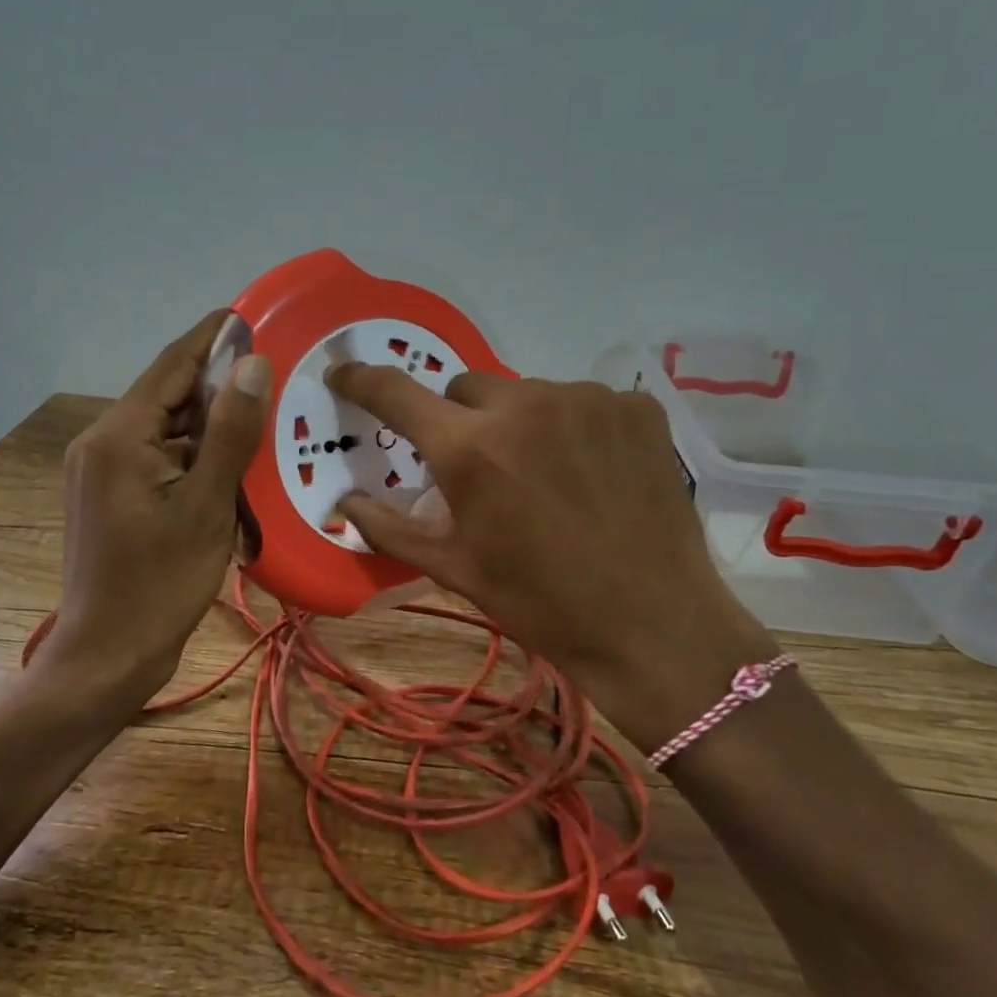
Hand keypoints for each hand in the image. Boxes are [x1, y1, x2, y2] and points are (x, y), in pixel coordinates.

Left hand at [47, 311, 271, 698]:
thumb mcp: (206, 506)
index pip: (172, 366)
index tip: (253, 314)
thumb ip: (230, 433)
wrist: (108, 655)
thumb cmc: (160, 584)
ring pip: (166, 431)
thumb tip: (251, 363)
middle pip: (168, 397)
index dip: (212, 337)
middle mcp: (102, 442)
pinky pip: (159, 460)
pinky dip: (194, 458)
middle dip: (219, 387)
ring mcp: (102, 472)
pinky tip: (232, 467)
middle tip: (275, 376)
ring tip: (264, 420)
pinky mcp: (110, 497)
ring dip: (210, 427)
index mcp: (119, 436)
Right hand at [326, 366, 777, 744]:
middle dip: (460, 422)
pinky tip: (591, 472)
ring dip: (519, 424)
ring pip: (526, 393)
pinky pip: (581, 401)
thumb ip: (390, 529)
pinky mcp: (636, 407)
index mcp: (470, 449)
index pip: (397, 393)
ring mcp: (587, 400)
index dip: (361, 379)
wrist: (653, 624)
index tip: (342, 372)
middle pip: (466, 388)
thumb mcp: (454, 570)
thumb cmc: (540, 603)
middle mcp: (525, 405)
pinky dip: (573, 427)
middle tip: (480, 470)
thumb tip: (345, 504)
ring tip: (544, 476)